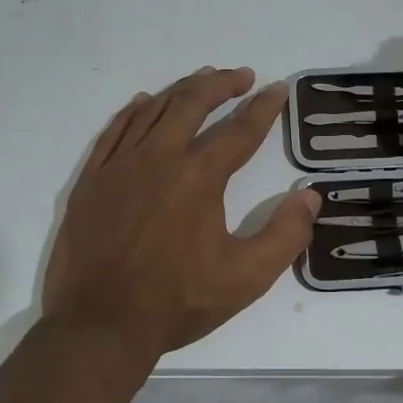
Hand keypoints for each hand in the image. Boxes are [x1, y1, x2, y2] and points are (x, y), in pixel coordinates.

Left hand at [43, 67, 321, 364]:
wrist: (100, 326)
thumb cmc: (177, 302)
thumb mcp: (247, 277)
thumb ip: (285, 235)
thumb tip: (310, 196)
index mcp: (199, 177)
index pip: (240, 130)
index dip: (264, 107)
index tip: (278, 89)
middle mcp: (159, 158)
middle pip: (193, 103)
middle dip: (222, 84)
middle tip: (242, 76)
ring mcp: (119, 165)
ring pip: (154, 109)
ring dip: (182, 90)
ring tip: (202, 80)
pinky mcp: (92, 179)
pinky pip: (115, 130)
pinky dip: (135, 110)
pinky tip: (146, 102)